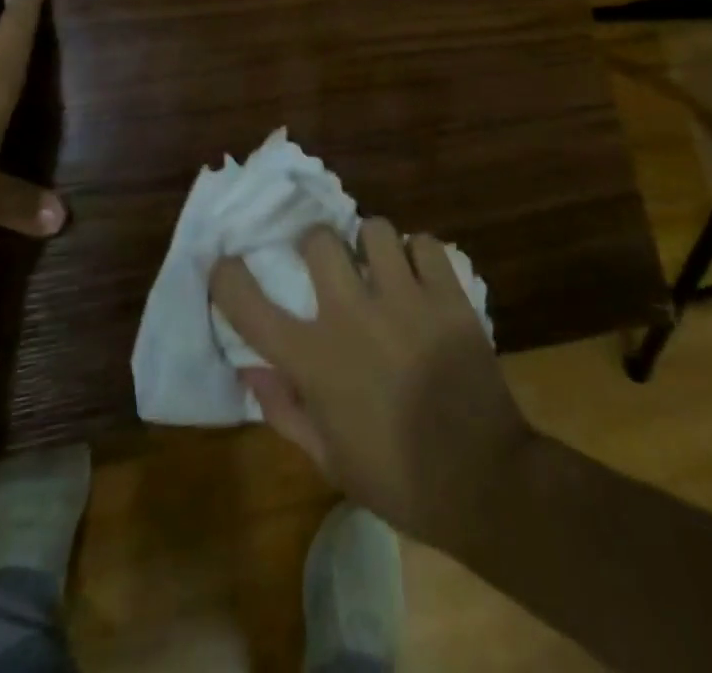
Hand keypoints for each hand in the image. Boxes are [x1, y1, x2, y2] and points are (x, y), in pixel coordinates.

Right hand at [211, 222, 534, 552]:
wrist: (484, 482)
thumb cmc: (398, 479)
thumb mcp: (329, 459)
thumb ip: (284, 410)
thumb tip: (249, 370)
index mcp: (314, 359)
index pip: (249, 304)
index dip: (227, 276)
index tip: (227, 265)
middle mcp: (351, 315)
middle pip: (318, 239)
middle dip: (316, 245)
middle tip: (329, 266)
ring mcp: (403, 299)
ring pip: (373, 229)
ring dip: (369, 244)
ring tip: (379, 266)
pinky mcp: (447, 295)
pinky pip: (423, 243)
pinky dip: (417, 254)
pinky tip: (419, 277)